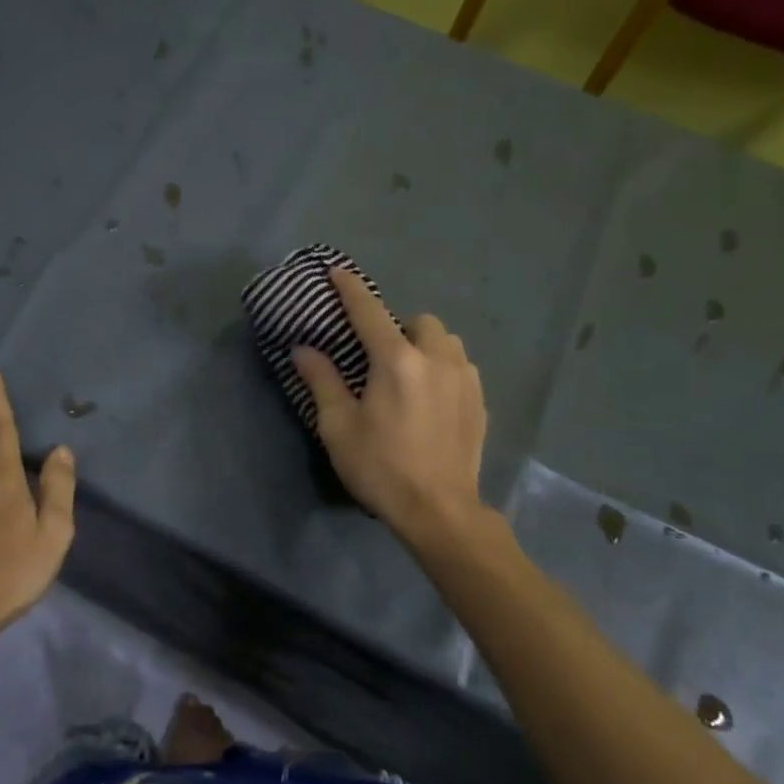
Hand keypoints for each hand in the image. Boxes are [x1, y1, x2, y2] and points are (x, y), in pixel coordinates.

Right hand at [291, 269, 488, 547]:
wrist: (439, 511)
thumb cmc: (381, 468)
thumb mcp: (338, 427)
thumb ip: (322, 381)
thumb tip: (304, 349)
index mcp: (395, 362)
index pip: (369, 312)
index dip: (351, 290)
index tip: (338, 272)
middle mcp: (435, 359)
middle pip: (419, 321)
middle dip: (399, 327)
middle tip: (380, 355)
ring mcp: (464, 379)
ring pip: (447, 341)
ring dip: (426, 345)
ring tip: (411, 372)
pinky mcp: (480, 401)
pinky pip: (462, 366)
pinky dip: (444, 368)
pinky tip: (433, 397)